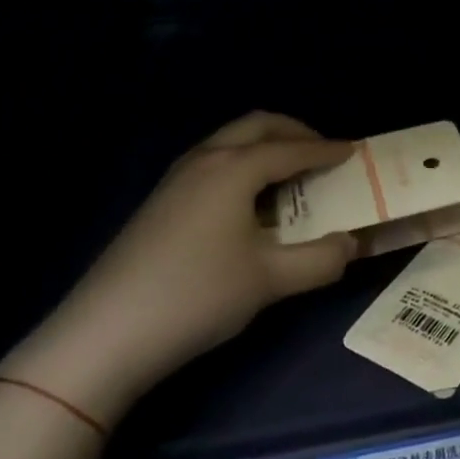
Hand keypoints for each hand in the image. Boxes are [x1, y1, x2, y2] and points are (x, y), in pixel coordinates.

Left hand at [0, 112, 359, 427]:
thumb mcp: (270, 281)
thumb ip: (320, 260)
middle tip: (322, 153)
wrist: (105, 333)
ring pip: (229, 140)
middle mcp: (205, 159)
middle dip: (294, 132)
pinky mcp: (160, 200)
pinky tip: (247, 201)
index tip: (355, 151)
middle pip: (257, 125)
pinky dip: (242, 163)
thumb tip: (352, 244)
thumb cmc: (196, 296)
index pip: (291, 149)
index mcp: (234, 168)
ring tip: (290, 174)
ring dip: (265, 145)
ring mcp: (176, 178)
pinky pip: (212, 160)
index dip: (327, 150)